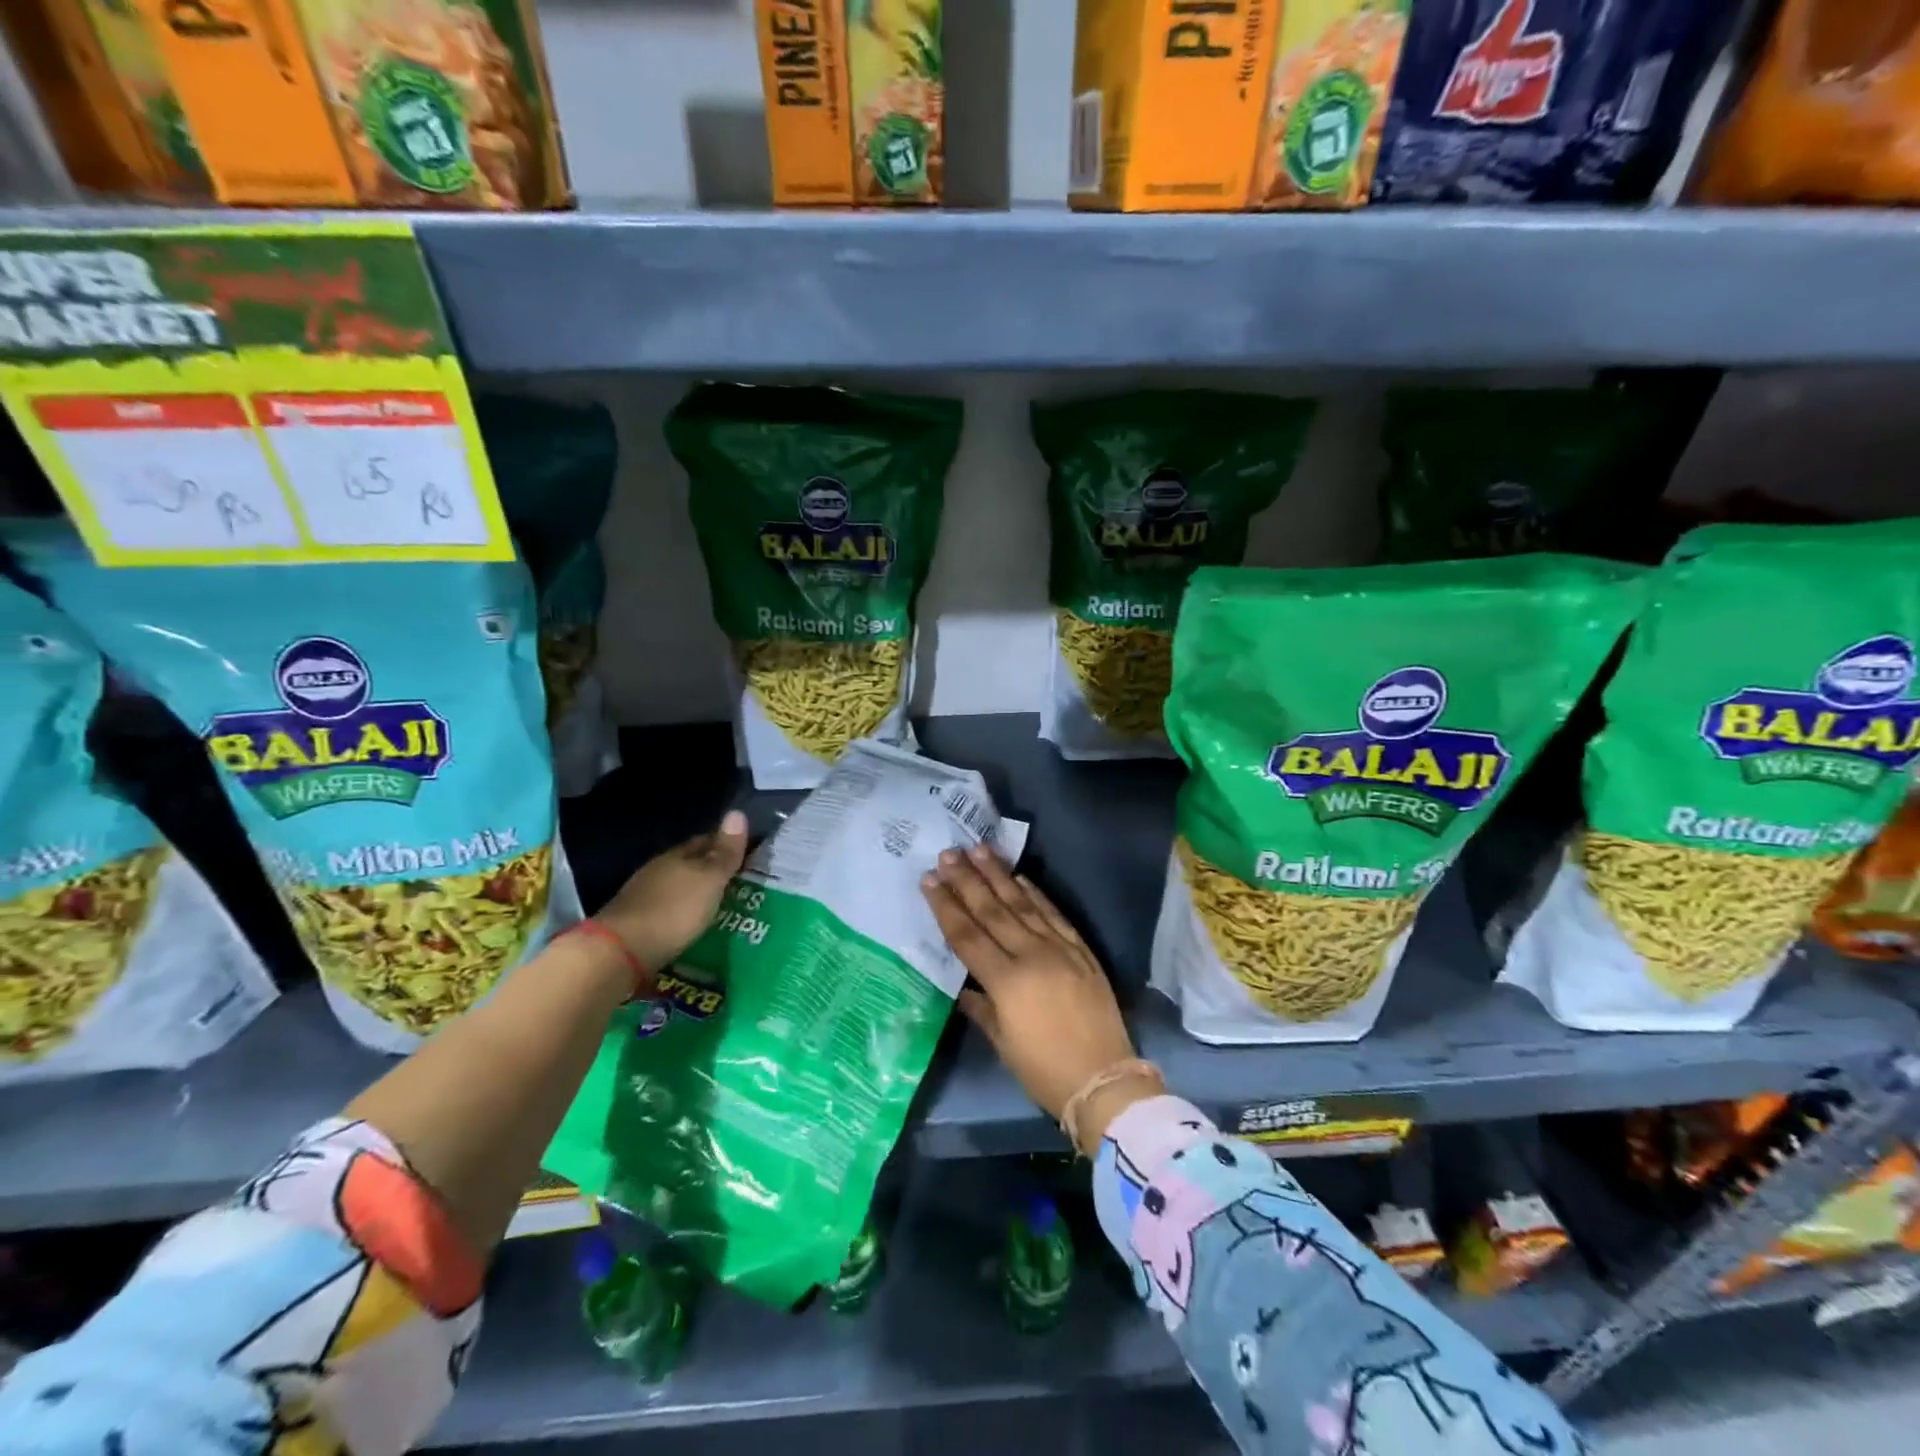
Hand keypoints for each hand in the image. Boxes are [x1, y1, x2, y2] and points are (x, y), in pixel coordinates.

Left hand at [596, 811, 748, 974]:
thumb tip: (737, 812)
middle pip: (689, 865)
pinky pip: (668, 911)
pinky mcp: (637, 925)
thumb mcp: (709, 880)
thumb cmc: (673, 910)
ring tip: (720, 905)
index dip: (724, 844)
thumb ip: (724, 853)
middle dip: (711, 870)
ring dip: (696, 894)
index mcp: (676, 856)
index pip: (704, 841)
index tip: (745, 851)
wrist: (621, 954)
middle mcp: (657, 872)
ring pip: (678, 888)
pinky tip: (693, 924)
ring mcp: (643, 898)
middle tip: (739, 880)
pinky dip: (683, 914)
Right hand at [922, 844, 1160, 1150]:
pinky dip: (1037, 893)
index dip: (946, 906)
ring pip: (1023, 903)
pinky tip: (1021, 877)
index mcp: (1006, 982)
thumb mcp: (1003, 1043)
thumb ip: (981, 1008)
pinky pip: (1054, 914)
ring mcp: (1059, 949)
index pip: (967, 935)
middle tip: (948, 853)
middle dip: (967, 880)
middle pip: (992, 910)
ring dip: (999, 875)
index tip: (929, 879)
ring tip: (979, 849)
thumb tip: (963, 987)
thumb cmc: (1044, 1071)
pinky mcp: (1081, 950)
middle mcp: (1031, 956)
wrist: (1104, 1080)